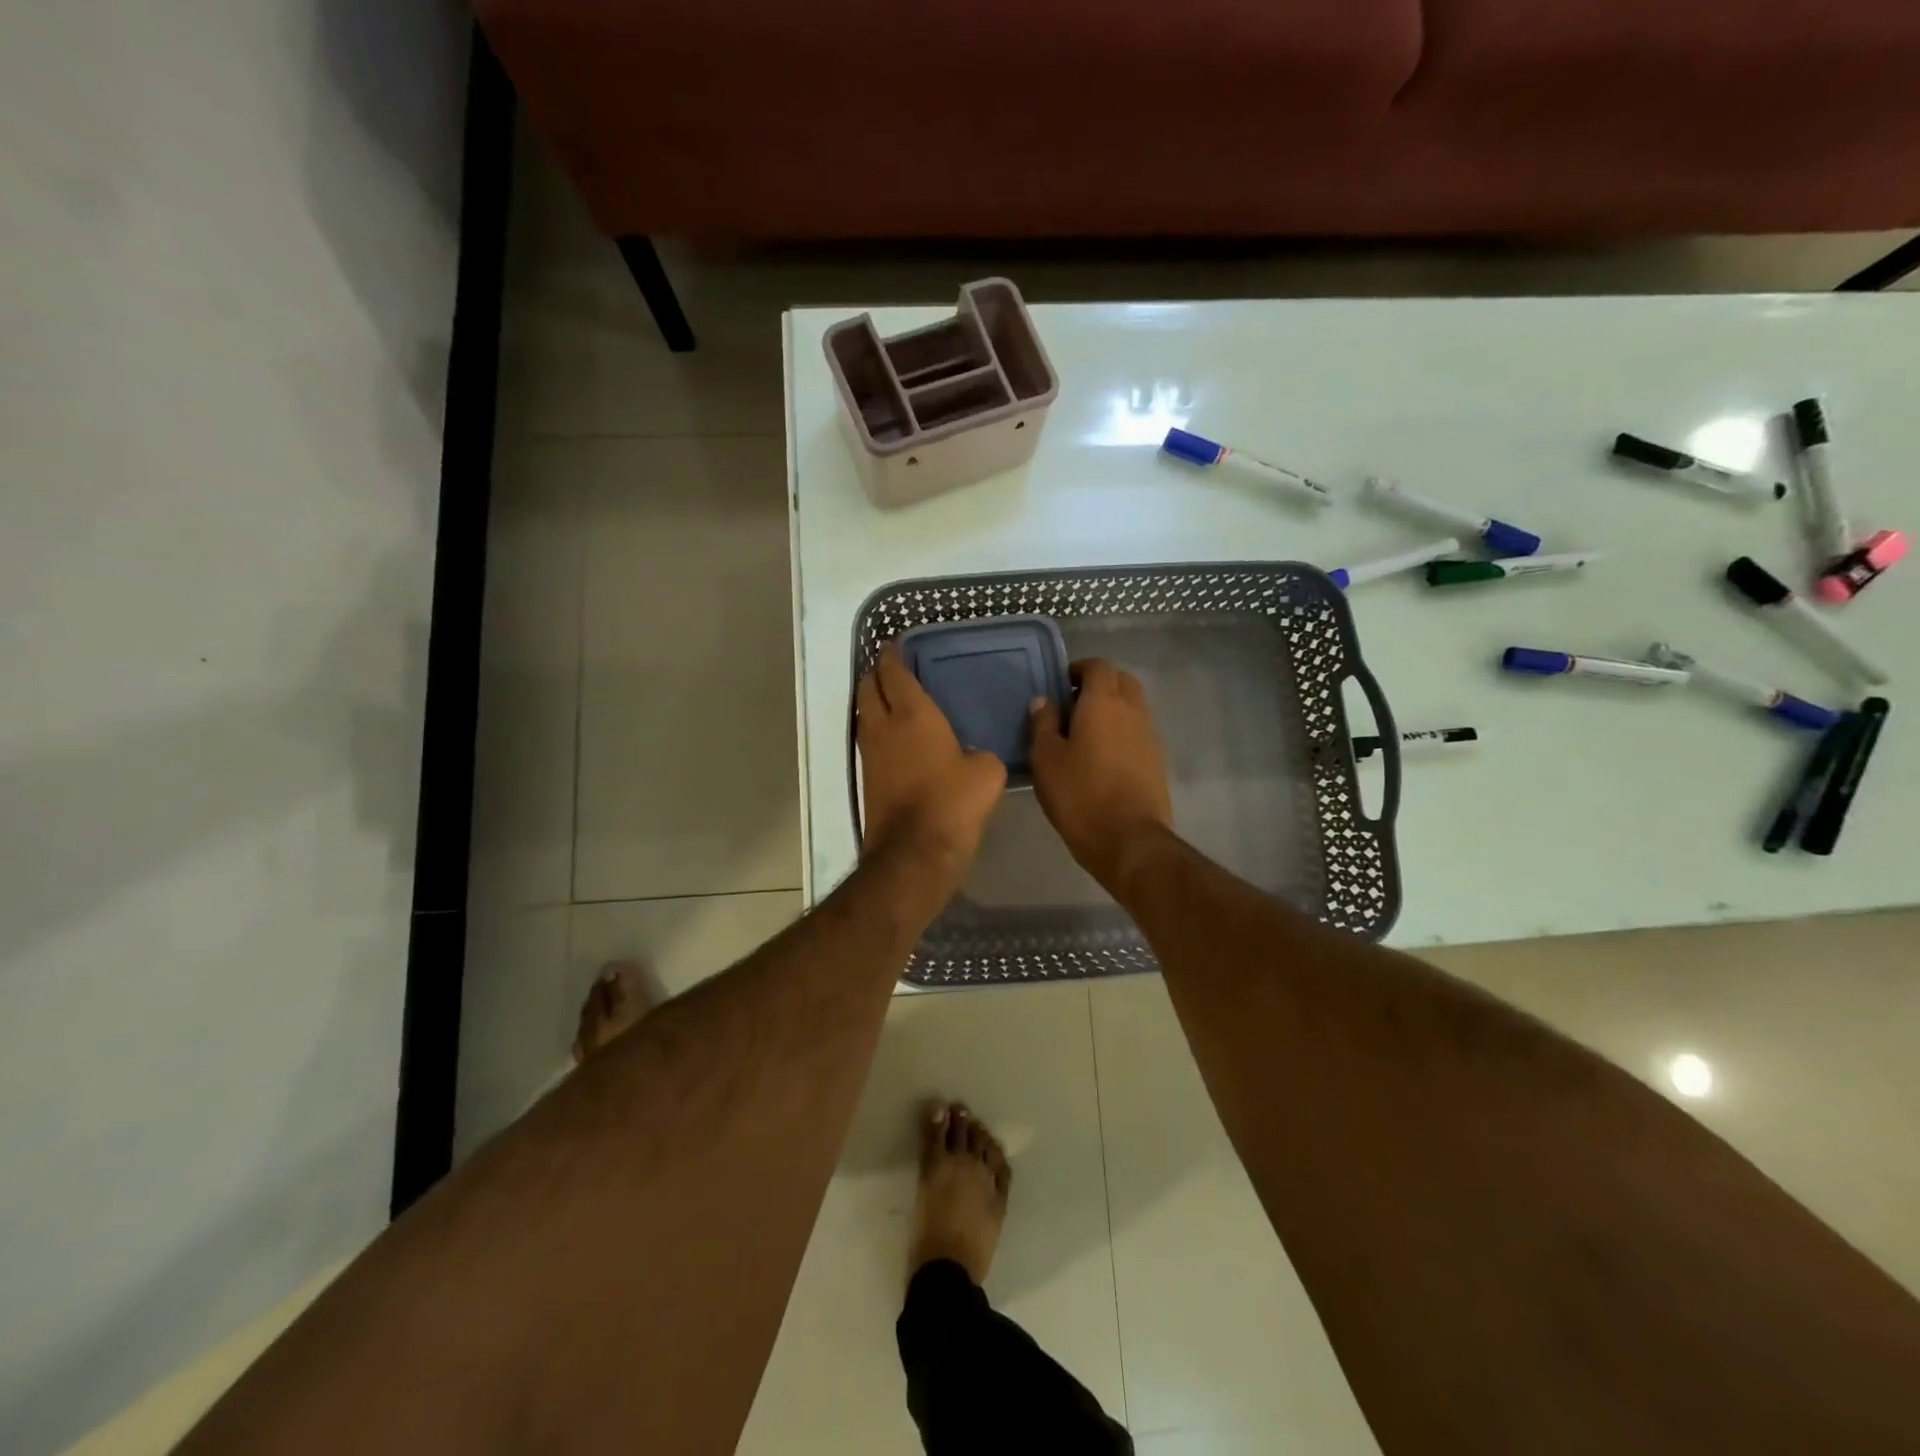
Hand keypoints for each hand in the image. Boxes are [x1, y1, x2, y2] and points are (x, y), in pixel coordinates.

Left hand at [856, 643, 1006, 884]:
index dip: (892, 656)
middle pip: (868, 688)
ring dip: (872, 702)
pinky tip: (894, 740)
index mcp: (913, 714)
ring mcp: (870, 754)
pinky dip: (877, 731)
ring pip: (864, 715)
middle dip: (875, 674)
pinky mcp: (867, 779)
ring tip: (890, 700)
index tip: (894, 645)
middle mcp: (884, 727)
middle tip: (890, 669)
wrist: (915, 851)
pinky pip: (868, 742)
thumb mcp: (986, 772)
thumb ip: (979, 754)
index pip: (894, 673)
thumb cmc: (954, 801)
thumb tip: (971, 756)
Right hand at [1029, 659, 1172, 893]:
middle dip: (1098, 685)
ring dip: (1112, 710)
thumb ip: (1043, 724)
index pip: (1098, 666)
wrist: (1128, 840)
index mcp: (1104, 703)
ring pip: (1133, 706)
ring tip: (1084, 735)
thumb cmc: (1080, 795)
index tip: (1059, 686)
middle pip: (1121, 681)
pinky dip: (1122, 733)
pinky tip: (1102, 759)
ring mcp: (1150, 736)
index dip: (1078, 670)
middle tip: (1072, 707)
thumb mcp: (1047, 759)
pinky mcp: (1157, 761)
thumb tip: (1044, 701)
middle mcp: (1133, 711)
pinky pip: (1138, 732)